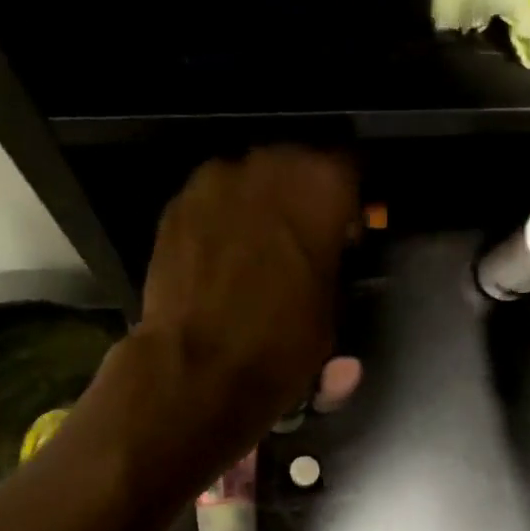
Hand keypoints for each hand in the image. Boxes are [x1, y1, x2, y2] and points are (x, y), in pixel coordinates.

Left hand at [100, 146, 358, 465]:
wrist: (199, 369)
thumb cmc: (283, 342)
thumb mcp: (333, 306)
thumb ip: (336, 261)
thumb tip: (332, 249)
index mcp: (320, 185)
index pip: (351, 166)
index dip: (352, 198)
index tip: (351, 226)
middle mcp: (268, 164)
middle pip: (298, 161)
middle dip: (305, 194)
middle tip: (308, 235)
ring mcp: (215, 179)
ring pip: (252, 176)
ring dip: (263, 201)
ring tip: (263, 244)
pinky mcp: (177, 203)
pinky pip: (214, 198)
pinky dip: (225, 216)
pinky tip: (226, 253)